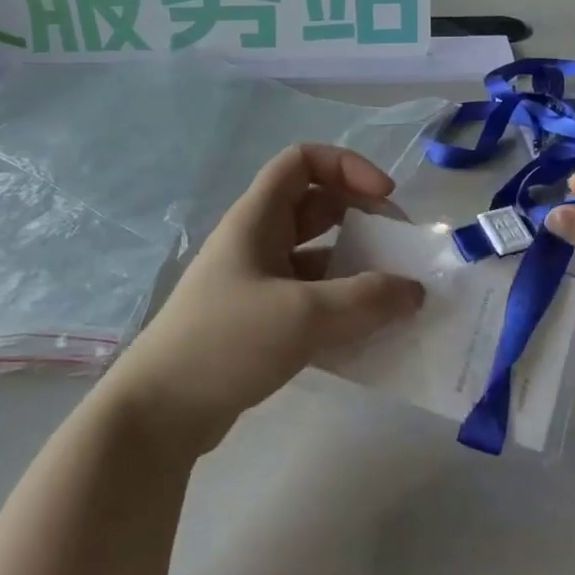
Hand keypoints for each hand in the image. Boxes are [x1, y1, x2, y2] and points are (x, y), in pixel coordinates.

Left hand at [99, 144, 424, 456]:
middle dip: (363, 219)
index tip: (385, 198)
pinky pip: (312, 299)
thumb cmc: (226, 343)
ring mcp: (258, 282)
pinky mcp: (261, 321)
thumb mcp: (303, 316)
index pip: (302, 161)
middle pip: (317, 207)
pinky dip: (341, 308)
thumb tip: (415, 291)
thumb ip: (366, 300)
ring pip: (318, 257)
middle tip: (400, 250)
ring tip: (395, 298)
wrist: (159, 413)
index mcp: (257, 218)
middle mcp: (257, 241)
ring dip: (357, 269)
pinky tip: (369, 335)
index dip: (348, 166)